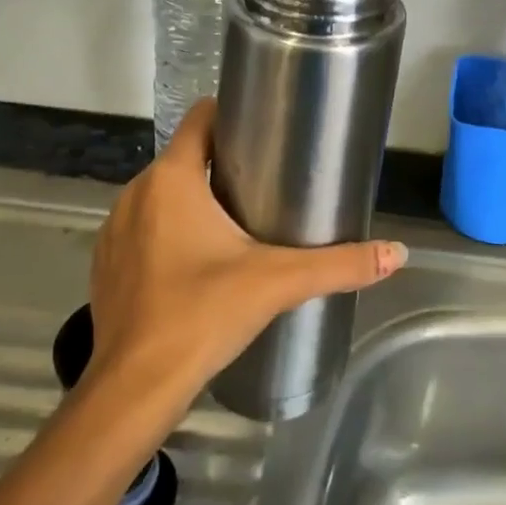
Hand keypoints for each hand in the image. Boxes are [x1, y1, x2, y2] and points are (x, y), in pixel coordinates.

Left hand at [84, 99, 406, 400]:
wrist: (133, 389)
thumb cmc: (202, 315)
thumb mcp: (278, 283)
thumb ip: (340, 264)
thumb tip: (398, 253)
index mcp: (171, 179)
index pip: (200, 118)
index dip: (233, 115)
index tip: (268, 130)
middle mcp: (136, 193)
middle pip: (186, 157)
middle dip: (223, 163)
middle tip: (270, 181)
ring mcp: (115, 229)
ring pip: (164, 194)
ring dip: (196, 199)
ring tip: (241, 220)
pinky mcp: (107, 264)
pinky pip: (145, 228)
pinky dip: (169, 231)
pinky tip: (199, 261)